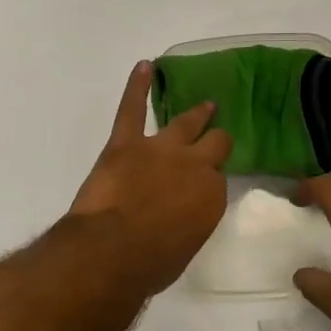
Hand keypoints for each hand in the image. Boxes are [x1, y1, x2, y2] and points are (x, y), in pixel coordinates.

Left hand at [68, 61, 232, 295]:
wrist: (112, 251)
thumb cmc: (150, 263)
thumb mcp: (184, 247)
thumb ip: (188, 222)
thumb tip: (178, 215)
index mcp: (211, 197)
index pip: (218, 181)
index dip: (210, 181)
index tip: (205, 184)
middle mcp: (194, 166)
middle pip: (214, 144)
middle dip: (215, 140)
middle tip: (216, 136)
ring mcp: (161, 149)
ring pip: (183, 123)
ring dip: (195, 114)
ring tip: (203, 105)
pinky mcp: (126, 142)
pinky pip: (133, 108)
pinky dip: (136, 86)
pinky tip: (144, 67)